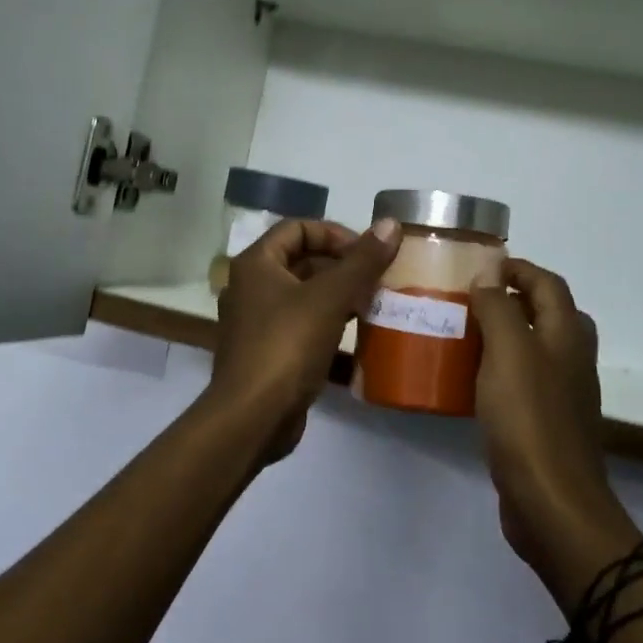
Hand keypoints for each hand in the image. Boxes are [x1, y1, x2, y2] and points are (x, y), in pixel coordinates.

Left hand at [209, 217, 400, 462]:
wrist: (252, 418)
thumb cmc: (287, 345)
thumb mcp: (330, 298)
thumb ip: (362, 261)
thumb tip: (391, 224)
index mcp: (256, 264)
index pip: (297, 228)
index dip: (334, 234)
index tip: (366, 253)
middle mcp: (251, 288)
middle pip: (301, 263)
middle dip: (342, 269)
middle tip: (377, 281)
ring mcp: (257, 324)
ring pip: (304, 299)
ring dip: (339, 300)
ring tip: (374, 308)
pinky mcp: (268, 355)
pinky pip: (303, 330)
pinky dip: (329, 331)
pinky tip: (360, 345)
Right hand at [470, 259, 637, 591]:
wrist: (552, 503)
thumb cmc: (529, 418)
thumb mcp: (509, 351)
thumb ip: (499, 307)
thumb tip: (489, 273)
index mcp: (567, 334)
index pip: (547, 283)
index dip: (517, 268)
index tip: (479, 265)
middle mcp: (571, 358)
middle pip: (545, 313)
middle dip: (510, 298)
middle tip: (469, 298)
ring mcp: (561, 393)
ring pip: (532, 348)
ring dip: (502, 334)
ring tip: (461, 333)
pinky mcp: (545, 423)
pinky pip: (521, 381)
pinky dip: (498, 369)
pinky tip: (467, 380)